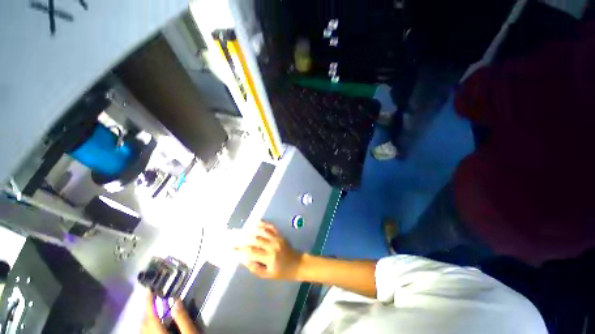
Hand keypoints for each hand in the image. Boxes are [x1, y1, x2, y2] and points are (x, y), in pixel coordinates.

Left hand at [142, 290, 199, 333]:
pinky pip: (147, 332)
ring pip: (144, 328)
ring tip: (155, 307)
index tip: (149, 289)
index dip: (149, 302)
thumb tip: (177, 299)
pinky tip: (158, 322)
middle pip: (145, 322)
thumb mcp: (189, 331)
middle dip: (148, 309)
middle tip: (154, 296)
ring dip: (148, 317)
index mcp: (159, 333)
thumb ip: (182, 317)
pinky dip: (150, 325)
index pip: (151, 316)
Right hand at [234, 221, 302, 279]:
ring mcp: (277, 238)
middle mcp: (272, 245)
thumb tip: (244, 260)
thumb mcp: (268, 275)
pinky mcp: (280, 235)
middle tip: (234, 237)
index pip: (252, 252)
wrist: (297, 263)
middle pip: (256, 239)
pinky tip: (256, 222)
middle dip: (244, 238)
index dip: (241, 249)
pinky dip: (263, 223)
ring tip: (242, 229)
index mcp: (269, 257)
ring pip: (262, 231)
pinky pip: (271, 227)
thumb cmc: (282, 272)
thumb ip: (255, 268)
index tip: (232, 248)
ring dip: (252, 229)